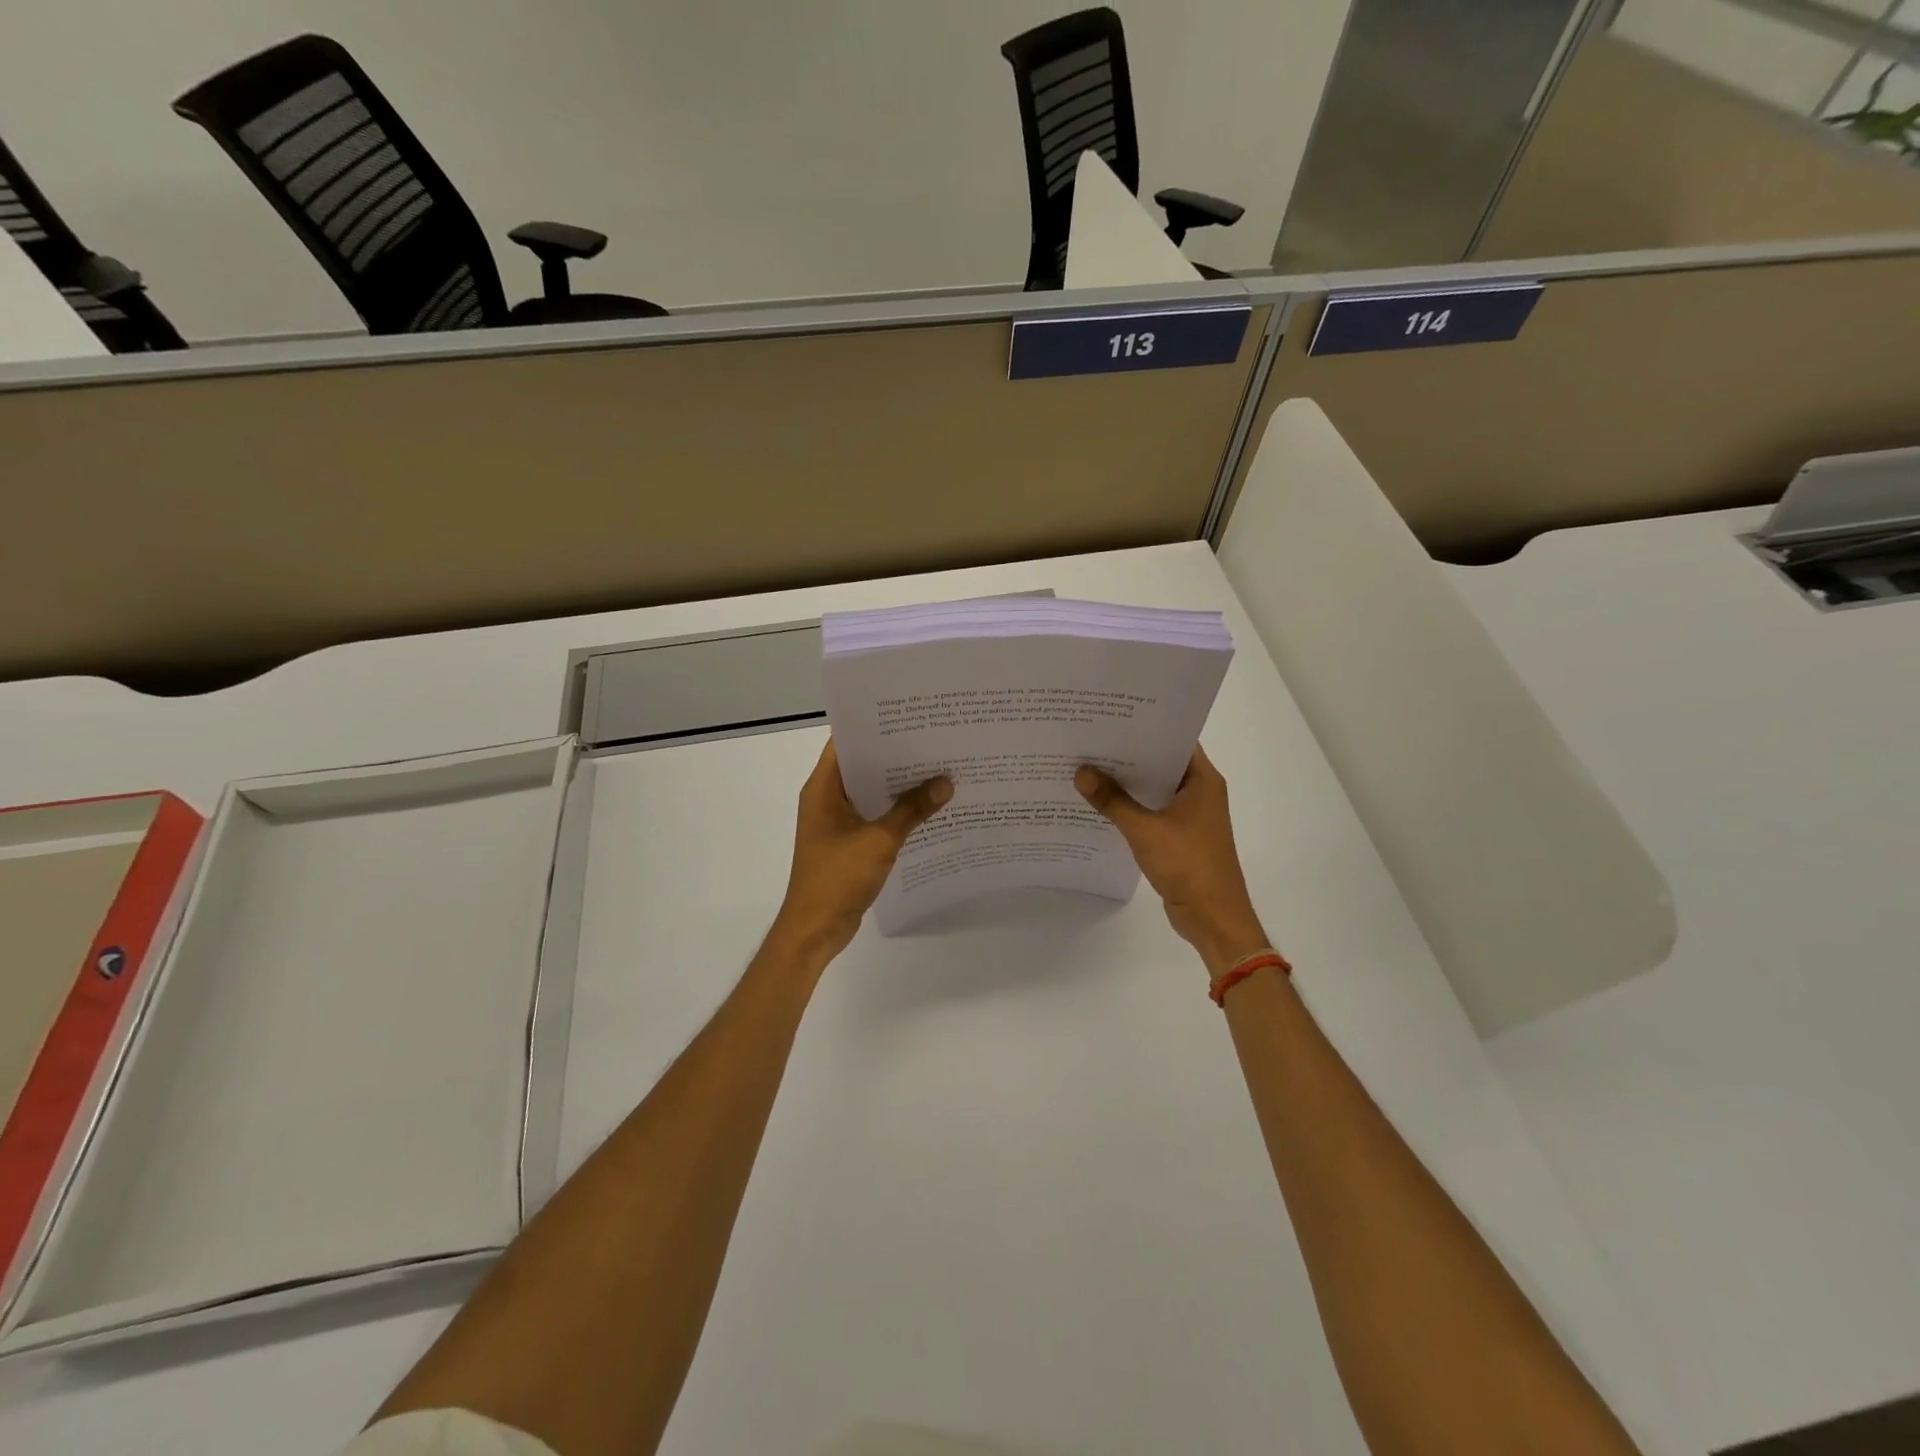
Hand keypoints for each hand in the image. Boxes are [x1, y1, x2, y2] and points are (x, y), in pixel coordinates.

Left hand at [772, 738, 952, 963]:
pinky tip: (928, 807)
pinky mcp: (848, 842)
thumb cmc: (838, 877)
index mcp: (823, 788)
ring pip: (870, 792)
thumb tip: (946, 783)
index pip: (845, 742)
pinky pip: (874, 815)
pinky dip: (896, 810)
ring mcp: (836, 821)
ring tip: (938, 767)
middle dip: (895, 754)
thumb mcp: (879, 840)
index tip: (909, 715)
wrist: (815, 928)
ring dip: (898, 784)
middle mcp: (827, 798)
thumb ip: (912, 809)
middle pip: (862, 765)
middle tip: (934, 738)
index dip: (874, 726)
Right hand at [1076, 746, 1269, 978]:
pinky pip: (1151, 811)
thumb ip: (1112, 801)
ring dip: (1127, 782)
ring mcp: (1190, 815)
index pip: (1173, 739)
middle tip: (1090, 739)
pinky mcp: (1179, 836)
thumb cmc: (1189, 865)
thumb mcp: (1145, 830)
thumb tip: (1081, 772)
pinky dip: (1130, 806)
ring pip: (1154, 788)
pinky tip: (1100, 803)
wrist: (1214, 918)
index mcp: (1202, 780)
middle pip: (1160, 763)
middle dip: (1127, 754)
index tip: (1110, 717)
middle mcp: (1199, 791)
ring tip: (1088, 766)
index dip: (1144, 727)